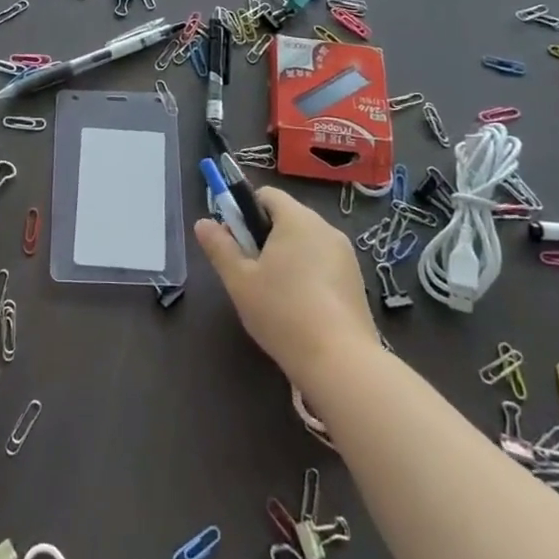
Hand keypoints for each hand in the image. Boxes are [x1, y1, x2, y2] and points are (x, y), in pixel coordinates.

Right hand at [195, 186, 375, 383]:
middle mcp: (325, 228)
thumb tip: (202, 222)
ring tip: (272, 294)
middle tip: (249, 271)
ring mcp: (346, 256)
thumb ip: (219, 247)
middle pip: (286, 218)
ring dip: (285, 257)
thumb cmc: (282, 312)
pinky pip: (323, 264)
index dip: (245, 211)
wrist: (341, 363)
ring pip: (305, 243)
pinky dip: (307, 275)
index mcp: (297, 219)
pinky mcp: (356, 282)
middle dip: (263, 237)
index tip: (235, 242)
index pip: (267, 195)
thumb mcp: (239, 280)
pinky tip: (299, 308)